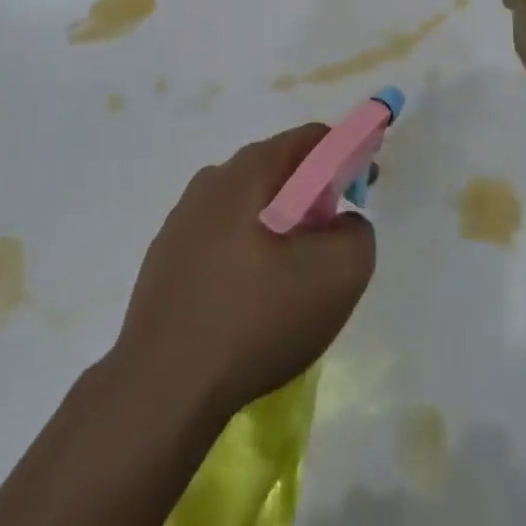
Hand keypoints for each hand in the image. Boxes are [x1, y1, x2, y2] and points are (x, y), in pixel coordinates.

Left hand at [115, 125, 375, 421]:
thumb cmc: (255, 319)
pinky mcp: (166, 256)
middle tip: (332, 241)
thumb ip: (357, 233)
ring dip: (278, 225)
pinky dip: (247, 251)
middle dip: (313, 194)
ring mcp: (182, 218)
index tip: (362, 192)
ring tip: (293, 278)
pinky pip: (221, 237)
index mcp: (248, 171)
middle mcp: (211, 181)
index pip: (310, 139)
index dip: (347, 155)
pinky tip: (250, 299)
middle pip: (277, 169)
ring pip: (247, 205)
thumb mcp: (337, 276)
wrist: (163, 386)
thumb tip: (342, 223)